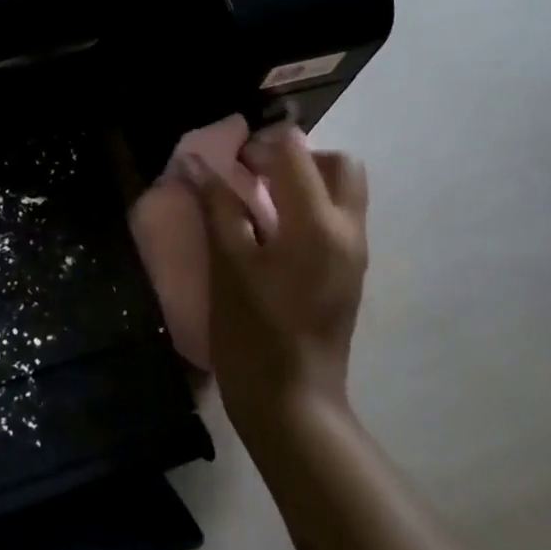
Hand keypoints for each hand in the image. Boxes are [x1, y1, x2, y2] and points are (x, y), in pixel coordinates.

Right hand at [182, 124, 369, 432]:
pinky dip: (313, 208)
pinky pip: (340, 218)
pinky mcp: (352, 273)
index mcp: (318, 223)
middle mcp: (348, 229)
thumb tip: (195, 163)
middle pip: (339, 163)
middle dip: (299, 157)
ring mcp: (355, 253)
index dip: (260, 145)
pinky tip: (276, 235)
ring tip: (264, 204)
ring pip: (345, 191)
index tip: (231, 162)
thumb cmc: (254, 335)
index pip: (296, 151)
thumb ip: (217, 206)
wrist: (293, 404)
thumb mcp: (228, 265)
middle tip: (258, 176)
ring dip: (309, 181)